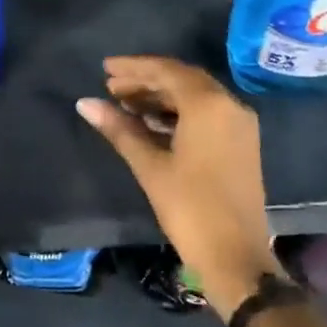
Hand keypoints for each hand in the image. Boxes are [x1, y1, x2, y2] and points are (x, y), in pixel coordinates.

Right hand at [77, 57, 281, 316]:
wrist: (236, 258)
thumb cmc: (190, 208)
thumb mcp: (150, 166)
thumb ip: (119, 129)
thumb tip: (85, 103)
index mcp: (209, 104)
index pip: (166, 71)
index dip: (133, 68)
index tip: (105, 69)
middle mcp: (229, 105)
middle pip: (181, 79)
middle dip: (145, 80)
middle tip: (111, 87)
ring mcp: (239, 124)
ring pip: (194, 96)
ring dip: (160, 96)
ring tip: (125, 104)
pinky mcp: (241, 142)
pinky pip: (206, 112)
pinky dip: (178, 112)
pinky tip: (150, 122)